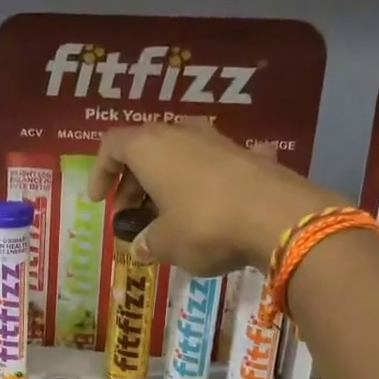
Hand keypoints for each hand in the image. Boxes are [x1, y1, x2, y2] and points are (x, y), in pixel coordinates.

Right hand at [92, 122, 338, 274]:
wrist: (278, 217)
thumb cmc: (206, 225)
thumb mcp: (166, 244)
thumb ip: (148, 243)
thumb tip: (143, 246)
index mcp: (150, 147)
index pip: (112, 146)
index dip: (100, 173)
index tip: (99, 201)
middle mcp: (181, 133)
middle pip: (145, 149)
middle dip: (133, 183)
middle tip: (132, 216)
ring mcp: (217, 140)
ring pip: (178, 156)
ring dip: (166, 183)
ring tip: (167, 217)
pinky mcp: (246, 154)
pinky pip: (210, 167)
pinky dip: (199, 186)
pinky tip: (208, 212)